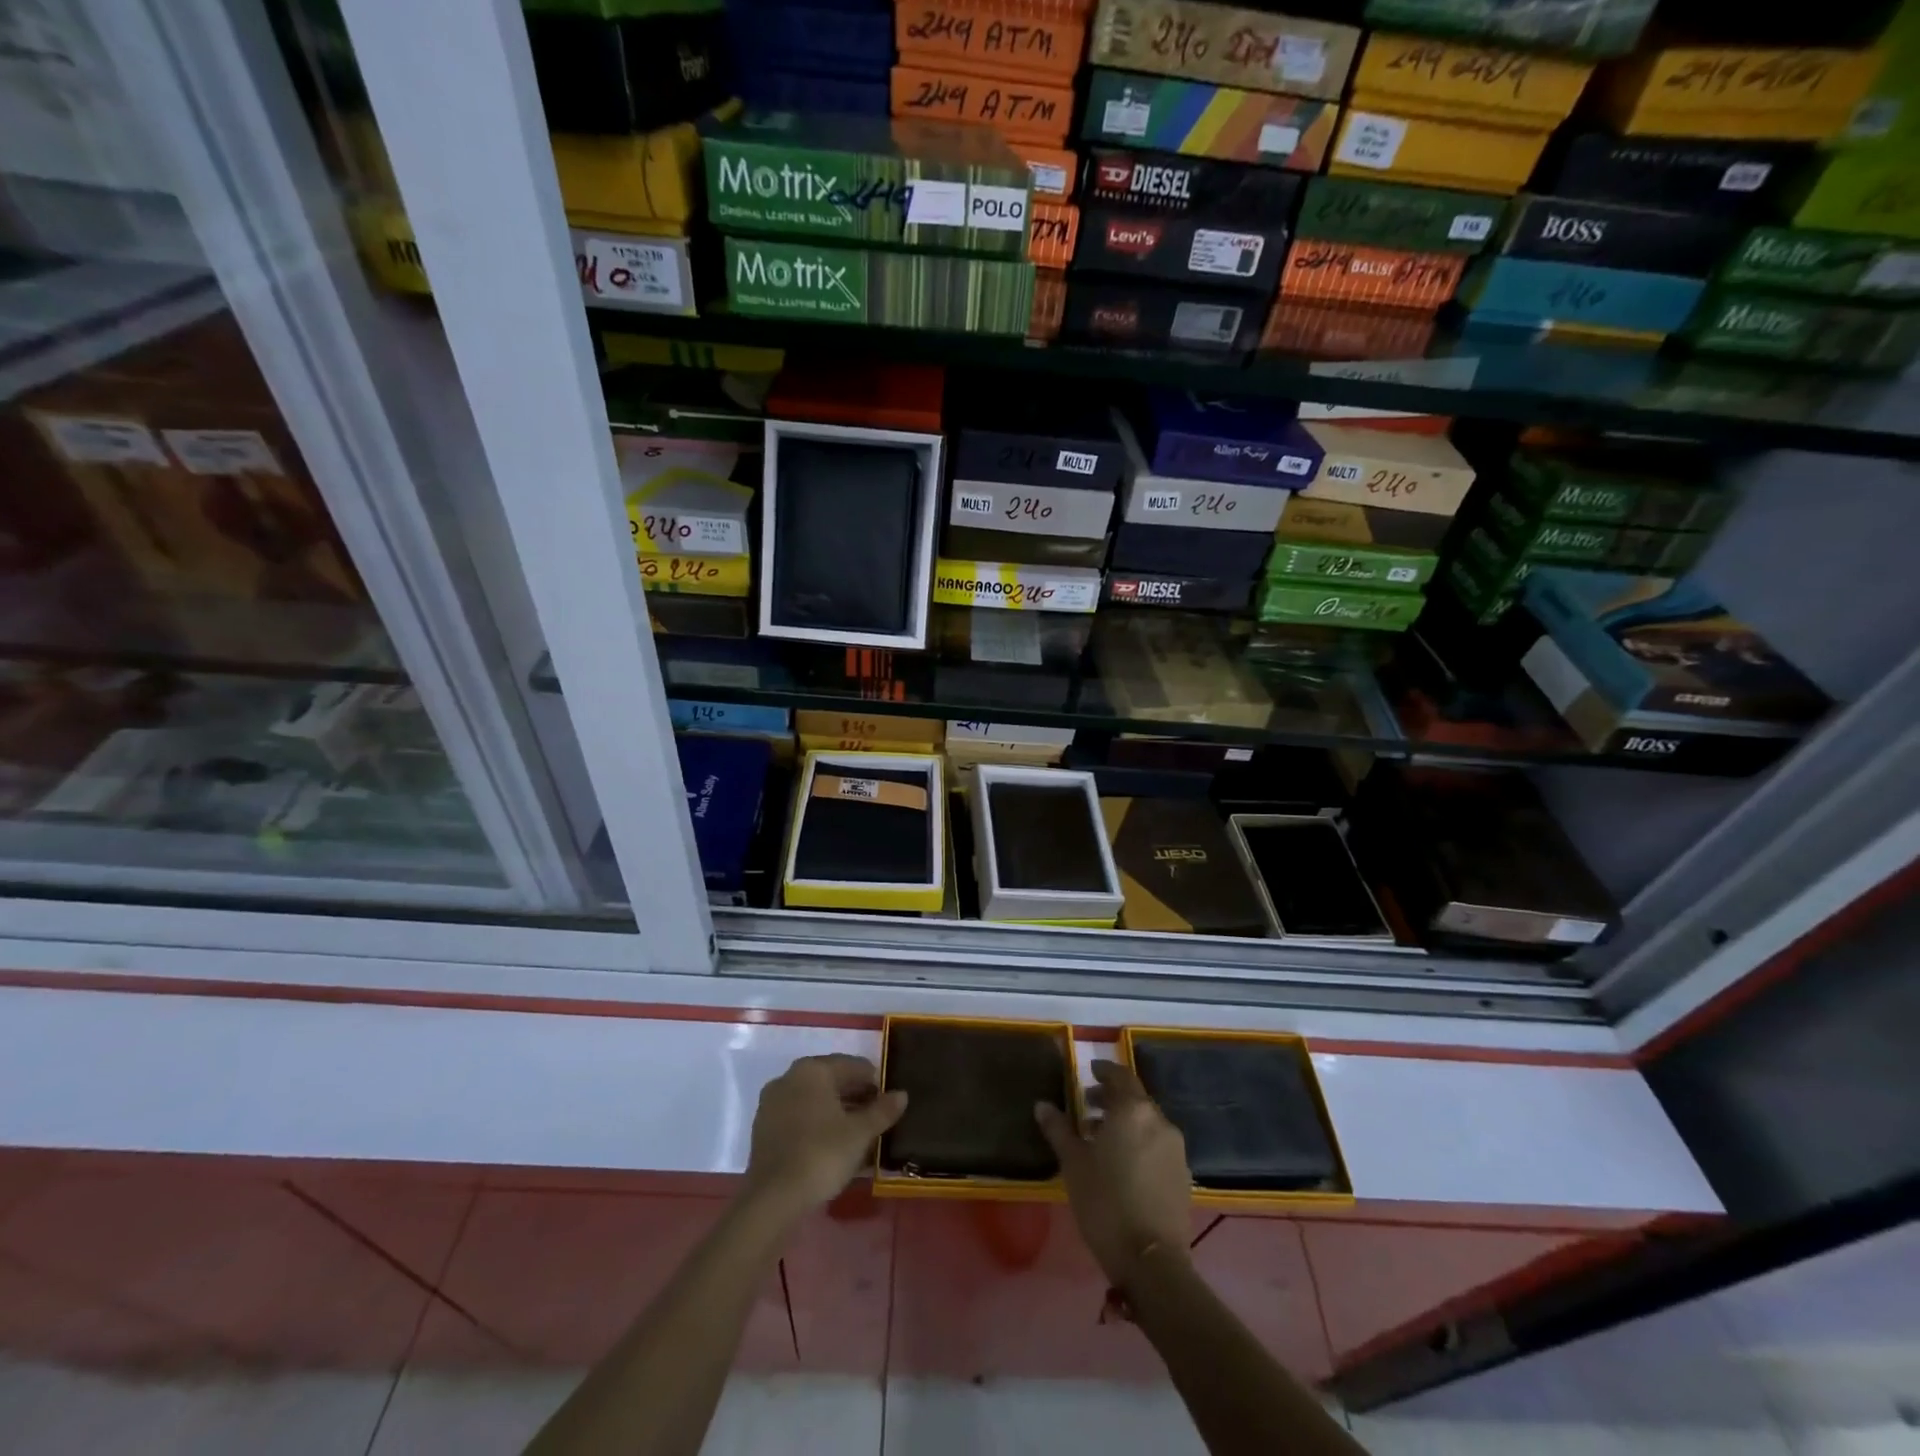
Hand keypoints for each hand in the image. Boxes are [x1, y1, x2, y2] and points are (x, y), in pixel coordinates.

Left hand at [745, 1054, 906, 1217]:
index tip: (888, 1099)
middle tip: (876, 1115)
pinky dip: (817, 1123)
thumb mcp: (860, 1133)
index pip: (851, 1065)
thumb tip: (901, 1094)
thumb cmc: (822, 1154)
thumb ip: (882, 1110)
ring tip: (858, 1131)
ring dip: (836, 1110)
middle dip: (854, 1095)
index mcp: (812, 1069)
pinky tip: (832, 1142)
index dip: (873, 1081)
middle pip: (830, 1080)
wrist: (773, 1199)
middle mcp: (789, 1077)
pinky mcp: (763, 1129)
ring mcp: (772, 1103)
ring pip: (813, 1099)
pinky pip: (798, 1116)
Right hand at [1035, 1060, 1191, 1287]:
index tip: (1089, 1072)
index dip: (1104, 1071)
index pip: (1120, 1075)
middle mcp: (1159, 1121)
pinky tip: (1124, 1163)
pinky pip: (1158, 1145)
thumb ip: (1058, 1129)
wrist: (1151, 1261)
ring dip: (1126, 1122)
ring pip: (1147, 1122)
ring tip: (1102, 1138)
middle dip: (1112, 1098)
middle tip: (1088, 1107)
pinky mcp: (1183, 1175)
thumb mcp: (1074, 1163)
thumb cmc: (1105, 1202)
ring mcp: (1176, 1149)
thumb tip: (1042, 1105)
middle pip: (1135, 1098)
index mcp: (1133, 1110)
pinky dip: (1140, 1142)